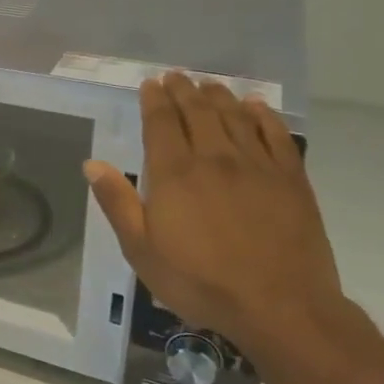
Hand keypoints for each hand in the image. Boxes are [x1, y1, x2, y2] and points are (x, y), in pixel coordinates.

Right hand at [83, 73, 344, 360]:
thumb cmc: (201, 282)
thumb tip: (92, 164)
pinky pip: (277, 136)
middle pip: (197, 112)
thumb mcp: (142, 250)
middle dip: (184, 90)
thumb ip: (118, 203)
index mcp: (174, 173)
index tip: (151, 84)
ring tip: (209, 84)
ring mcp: (257, 166)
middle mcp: (214, 158)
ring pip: (235, 117)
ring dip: (219, 96)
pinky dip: (264, 117)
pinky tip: (256, 107)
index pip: (160, 123)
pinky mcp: (291, 180)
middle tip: (177, 76)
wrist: (281, 307)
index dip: (154, 100)